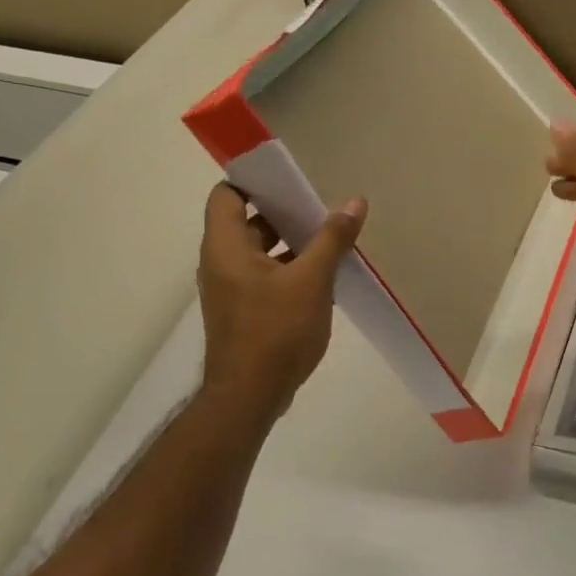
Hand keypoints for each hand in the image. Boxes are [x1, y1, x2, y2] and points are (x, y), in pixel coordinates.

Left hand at [196, 183, 366, 417]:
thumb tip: (354, 202)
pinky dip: (288, 268)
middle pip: (247, 221)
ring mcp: (230, 289)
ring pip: (259, 251)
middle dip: (284, 212)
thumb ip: (332, 239)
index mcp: (226, 247)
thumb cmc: (276, 331)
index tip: (292, 180)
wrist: (250, 396)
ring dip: (290, 243)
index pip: (228, 194)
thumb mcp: (312, 280)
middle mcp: (220, 262)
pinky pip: (264, 276)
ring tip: (329, 239)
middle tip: (321, 207)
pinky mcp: (243, 311)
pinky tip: (322, 277)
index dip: (256, 181)